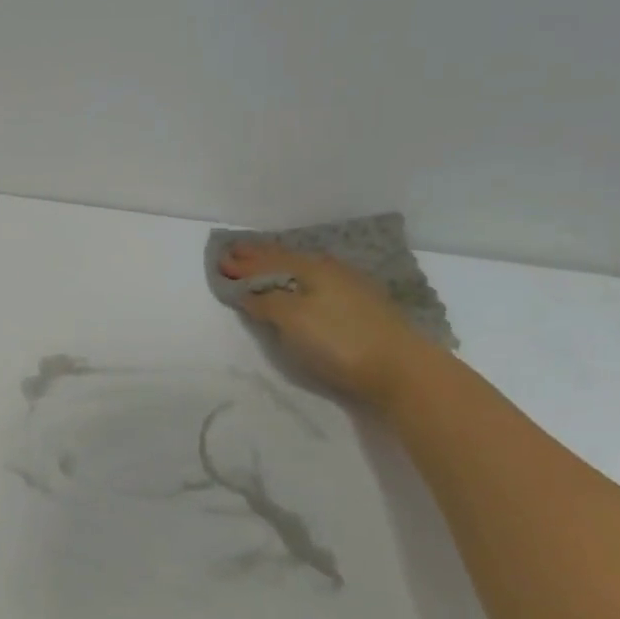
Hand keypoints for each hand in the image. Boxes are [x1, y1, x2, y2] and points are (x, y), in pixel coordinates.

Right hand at [219, 243, 433, 402]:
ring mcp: (348, 286)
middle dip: (258, 256)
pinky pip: (317, 280)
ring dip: (279, 265)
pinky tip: (302, 281)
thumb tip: (248, 291)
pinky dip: (298, 277)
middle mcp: (329, 270)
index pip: (267, 262)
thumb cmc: (339, 341)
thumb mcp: (294, 320)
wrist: (399, 367)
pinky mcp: (361, 305)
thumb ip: (268, 302)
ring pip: (303, 268)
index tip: (220, 261)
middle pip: (286, 259)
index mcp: (309, 269)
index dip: (243, 264)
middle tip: (236, 251)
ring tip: (263, 261)